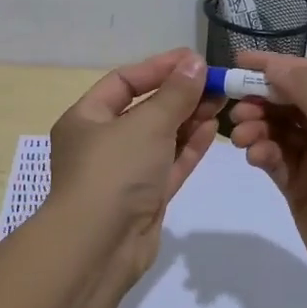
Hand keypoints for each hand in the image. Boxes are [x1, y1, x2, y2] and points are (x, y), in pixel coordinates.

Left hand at [45, 48, 219, 280]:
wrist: (99, 247)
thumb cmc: (114, 171)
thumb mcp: (147, 123)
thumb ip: (175, 93)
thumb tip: (195, 62)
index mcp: (86, 118)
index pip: (124, 81)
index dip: (159, 67)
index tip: (194, 60)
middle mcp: (102, 142)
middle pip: (145, 109)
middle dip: (180, 95)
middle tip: (216, 82)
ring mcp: (124, 172)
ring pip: (161, 138)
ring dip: (189, 119)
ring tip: (221, 102)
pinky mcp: (144, 198)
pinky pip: (169, 164)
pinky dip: (188, 147)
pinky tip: (212, 129)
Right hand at [227, 51, 306, 307]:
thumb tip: (274, 64)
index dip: (278, 67)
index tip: (239, 61)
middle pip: (292, 102)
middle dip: (263, 99)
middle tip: (236, 104)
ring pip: (280, 130)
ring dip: (259, 126)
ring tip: (243, 135)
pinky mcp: (302, 187)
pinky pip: (276, 159)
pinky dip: (262, 152)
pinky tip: (254, 156)